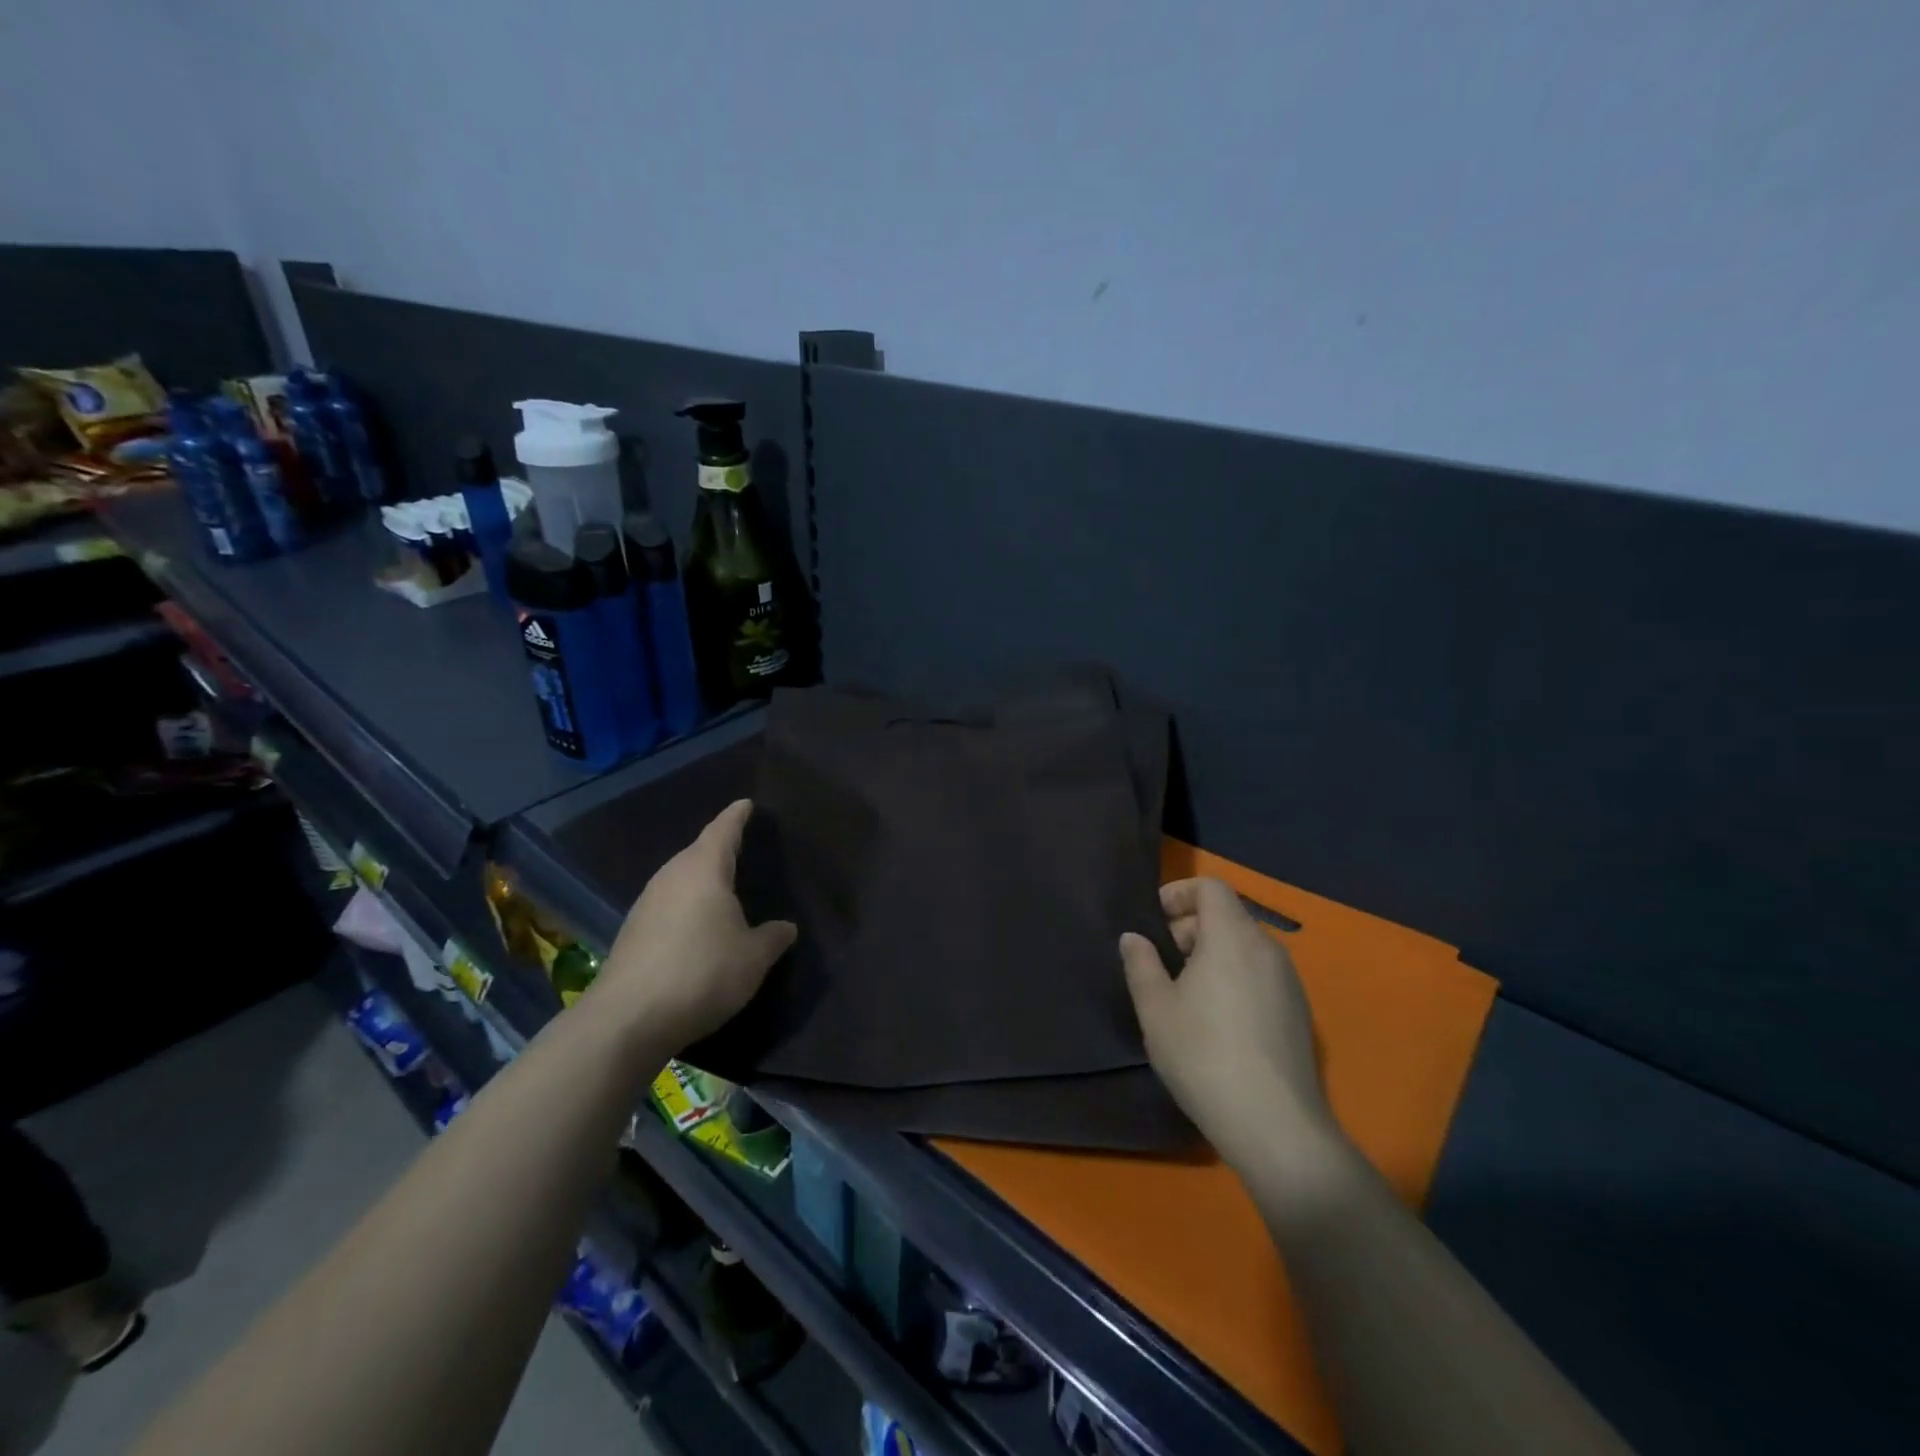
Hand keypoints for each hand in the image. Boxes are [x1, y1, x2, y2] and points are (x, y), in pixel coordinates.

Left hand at [589, 800, 796, 1051]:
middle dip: (719, 847)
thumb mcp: (753, 958)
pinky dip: (686, 905)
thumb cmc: (702, 973)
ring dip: (701, 879)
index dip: (737, 816)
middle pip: (698, 851)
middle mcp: (671, 877)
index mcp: (704, 869)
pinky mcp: (632, 931)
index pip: (724, 830)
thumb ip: (773, 937)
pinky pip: (668, 904)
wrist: (628, 1019)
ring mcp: (646, 903)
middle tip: (742, 847)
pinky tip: (696, 925)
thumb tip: (786, 927)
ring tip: (723, 887)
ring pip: (680, 878)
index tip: (747, 804)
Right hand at [1121, 878, 1334, 1168]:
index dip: (1179, 893)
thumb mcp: (1155, 1008)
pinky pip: (1261, 973)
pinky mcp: (1299, 1012)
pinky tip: (1217, 1019)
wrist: (1274, 1125)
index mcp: (1232, 936)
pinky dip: (1234, 975)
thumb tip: (1135, 938)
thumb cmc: (1203, 1054)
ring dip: (1212, 953)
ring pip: (1245, 946)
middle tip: (1161, 961)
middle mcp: (1267, 948)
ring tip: (1185, 992)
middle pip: (1228, 914)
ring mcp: (1289, 981)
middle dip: (1190, 927)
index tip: (1154, 920)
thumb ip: (1141, 963)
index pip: (1211, 887)